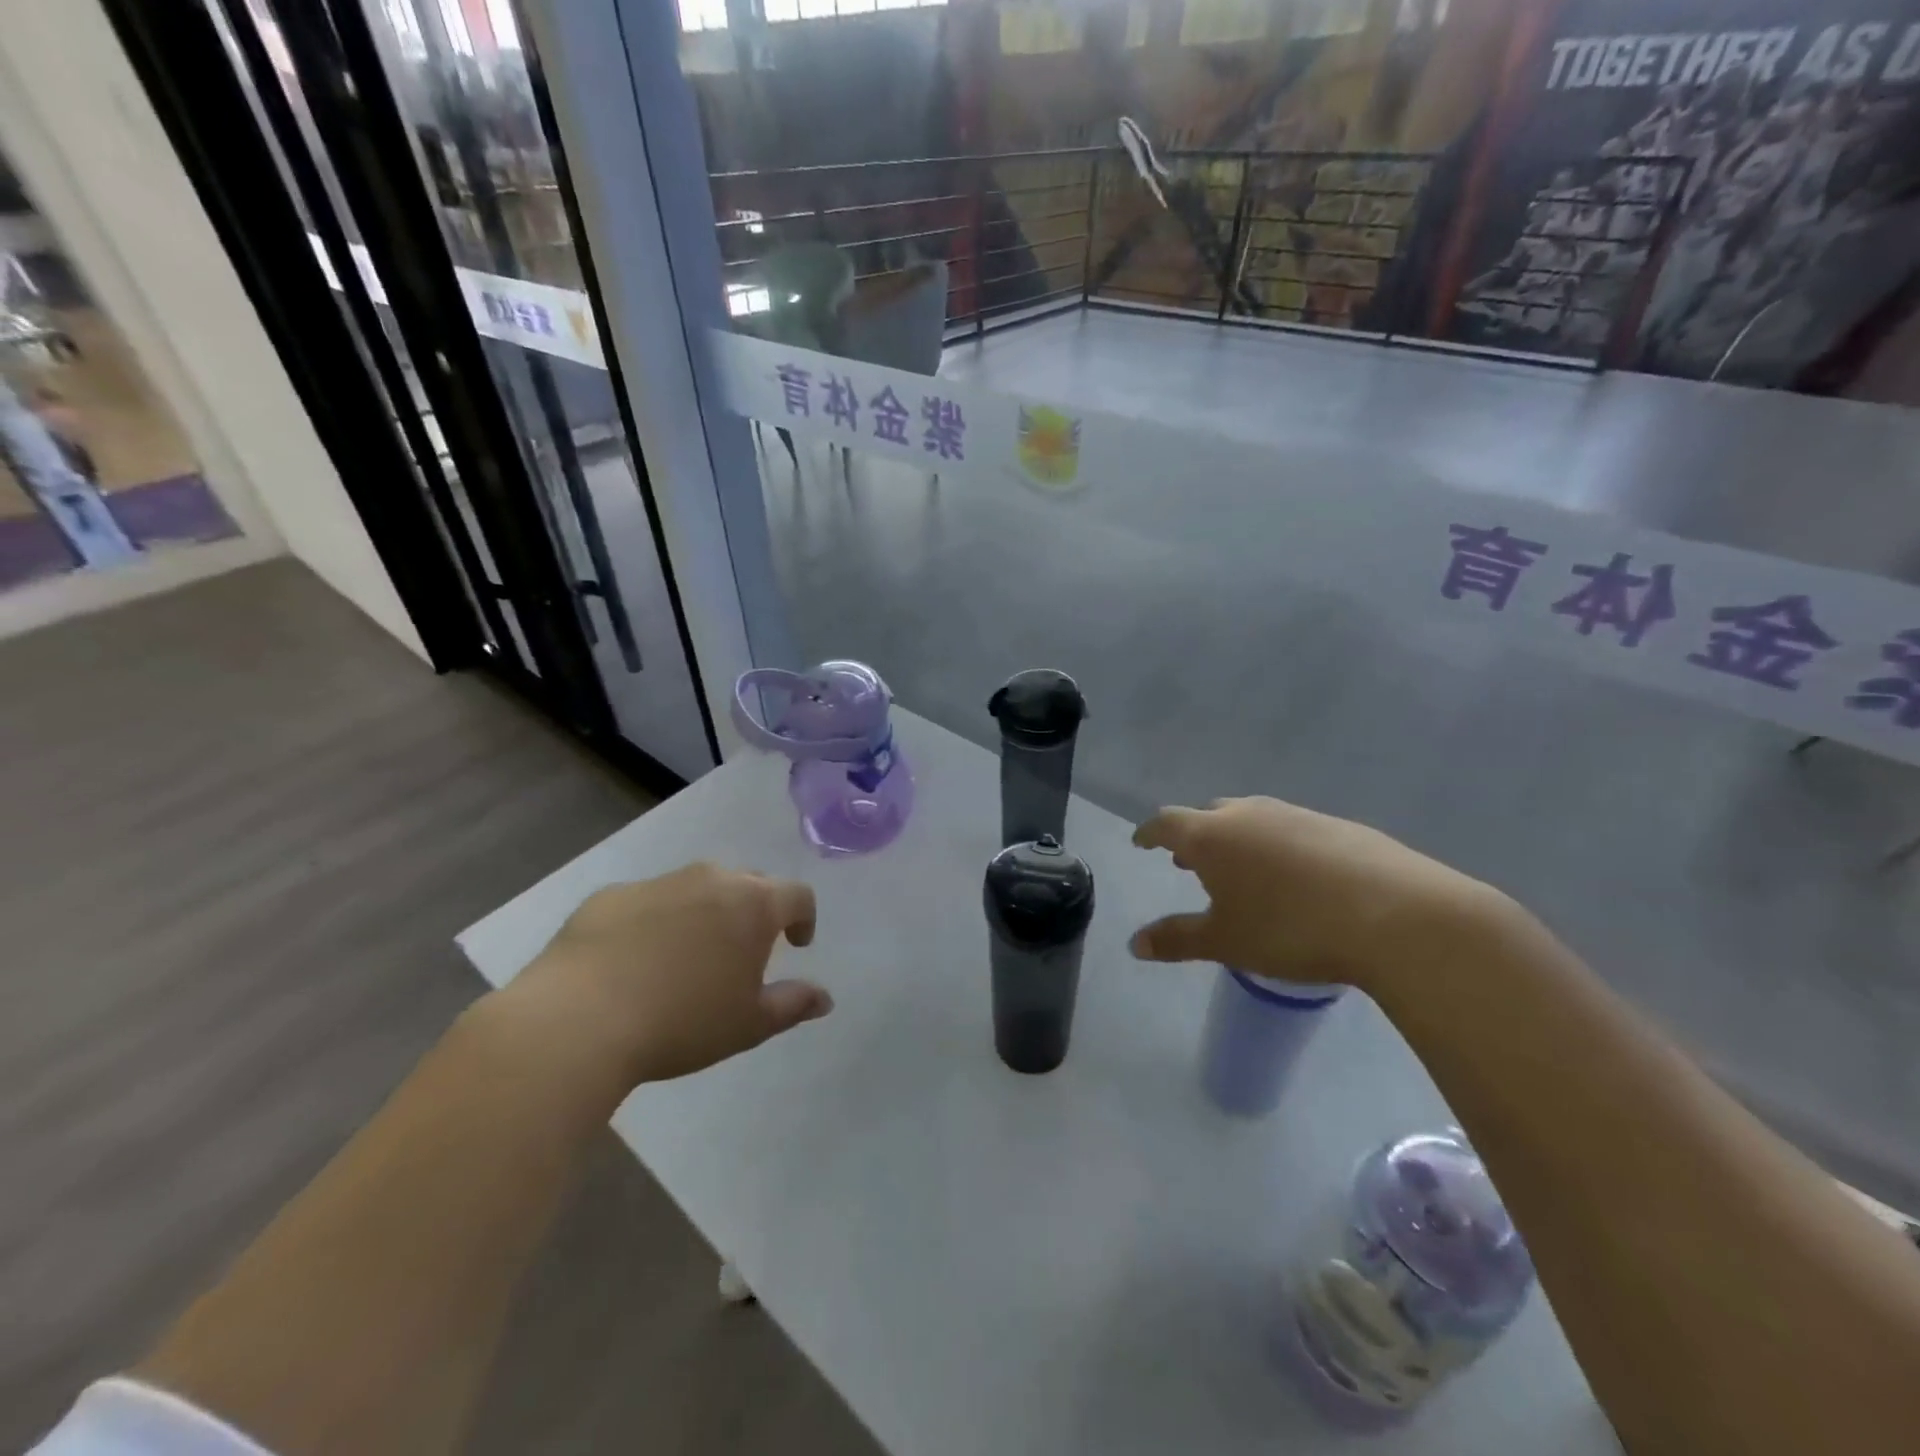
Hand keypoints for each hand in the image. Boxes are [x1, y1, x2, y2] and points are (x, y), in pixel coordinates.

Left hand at [498, 863, 831, 1090]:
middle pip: (749, 883)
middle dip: (755, 910)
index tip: (795, 945)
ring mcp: (658, 882)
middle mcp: (711, 879)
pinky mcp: (611, 895)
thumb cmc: (682, 1022)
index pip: (798, 895)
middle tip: (744, 950)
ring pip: (697, 887)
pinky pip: (648, 900)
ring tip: (688, 955)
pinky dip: (656, 920)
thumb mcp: (748, 1025)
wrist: (578, 1020)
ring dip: (705, 912)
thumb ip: (793, 1005)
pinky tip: (636, 959)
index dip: (804, 918)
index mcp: (753, 904)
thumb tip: (824, 998)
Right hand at [1129, 797, 1504, 989]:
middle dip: (1195, 836)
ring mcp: (1297, 815)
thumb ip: (1177, 939)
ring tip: (1242, 869)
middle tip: (1190, 863)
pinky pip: (1292, 829)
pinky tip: (1298, 876)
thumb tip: (1135, 944)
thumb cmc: (1290, 930)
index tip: (1142, 842)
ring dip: (1238, 839)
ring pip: (1253, 818)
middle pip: (1210, 814)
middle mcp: (1249, 814)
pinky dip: (1279, 846)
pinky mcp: (1339, 826)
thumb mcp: (1226, 942)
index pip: (1166, 823)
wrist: (1396, 916)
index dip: (1150, 833)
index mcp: (1212, 836)